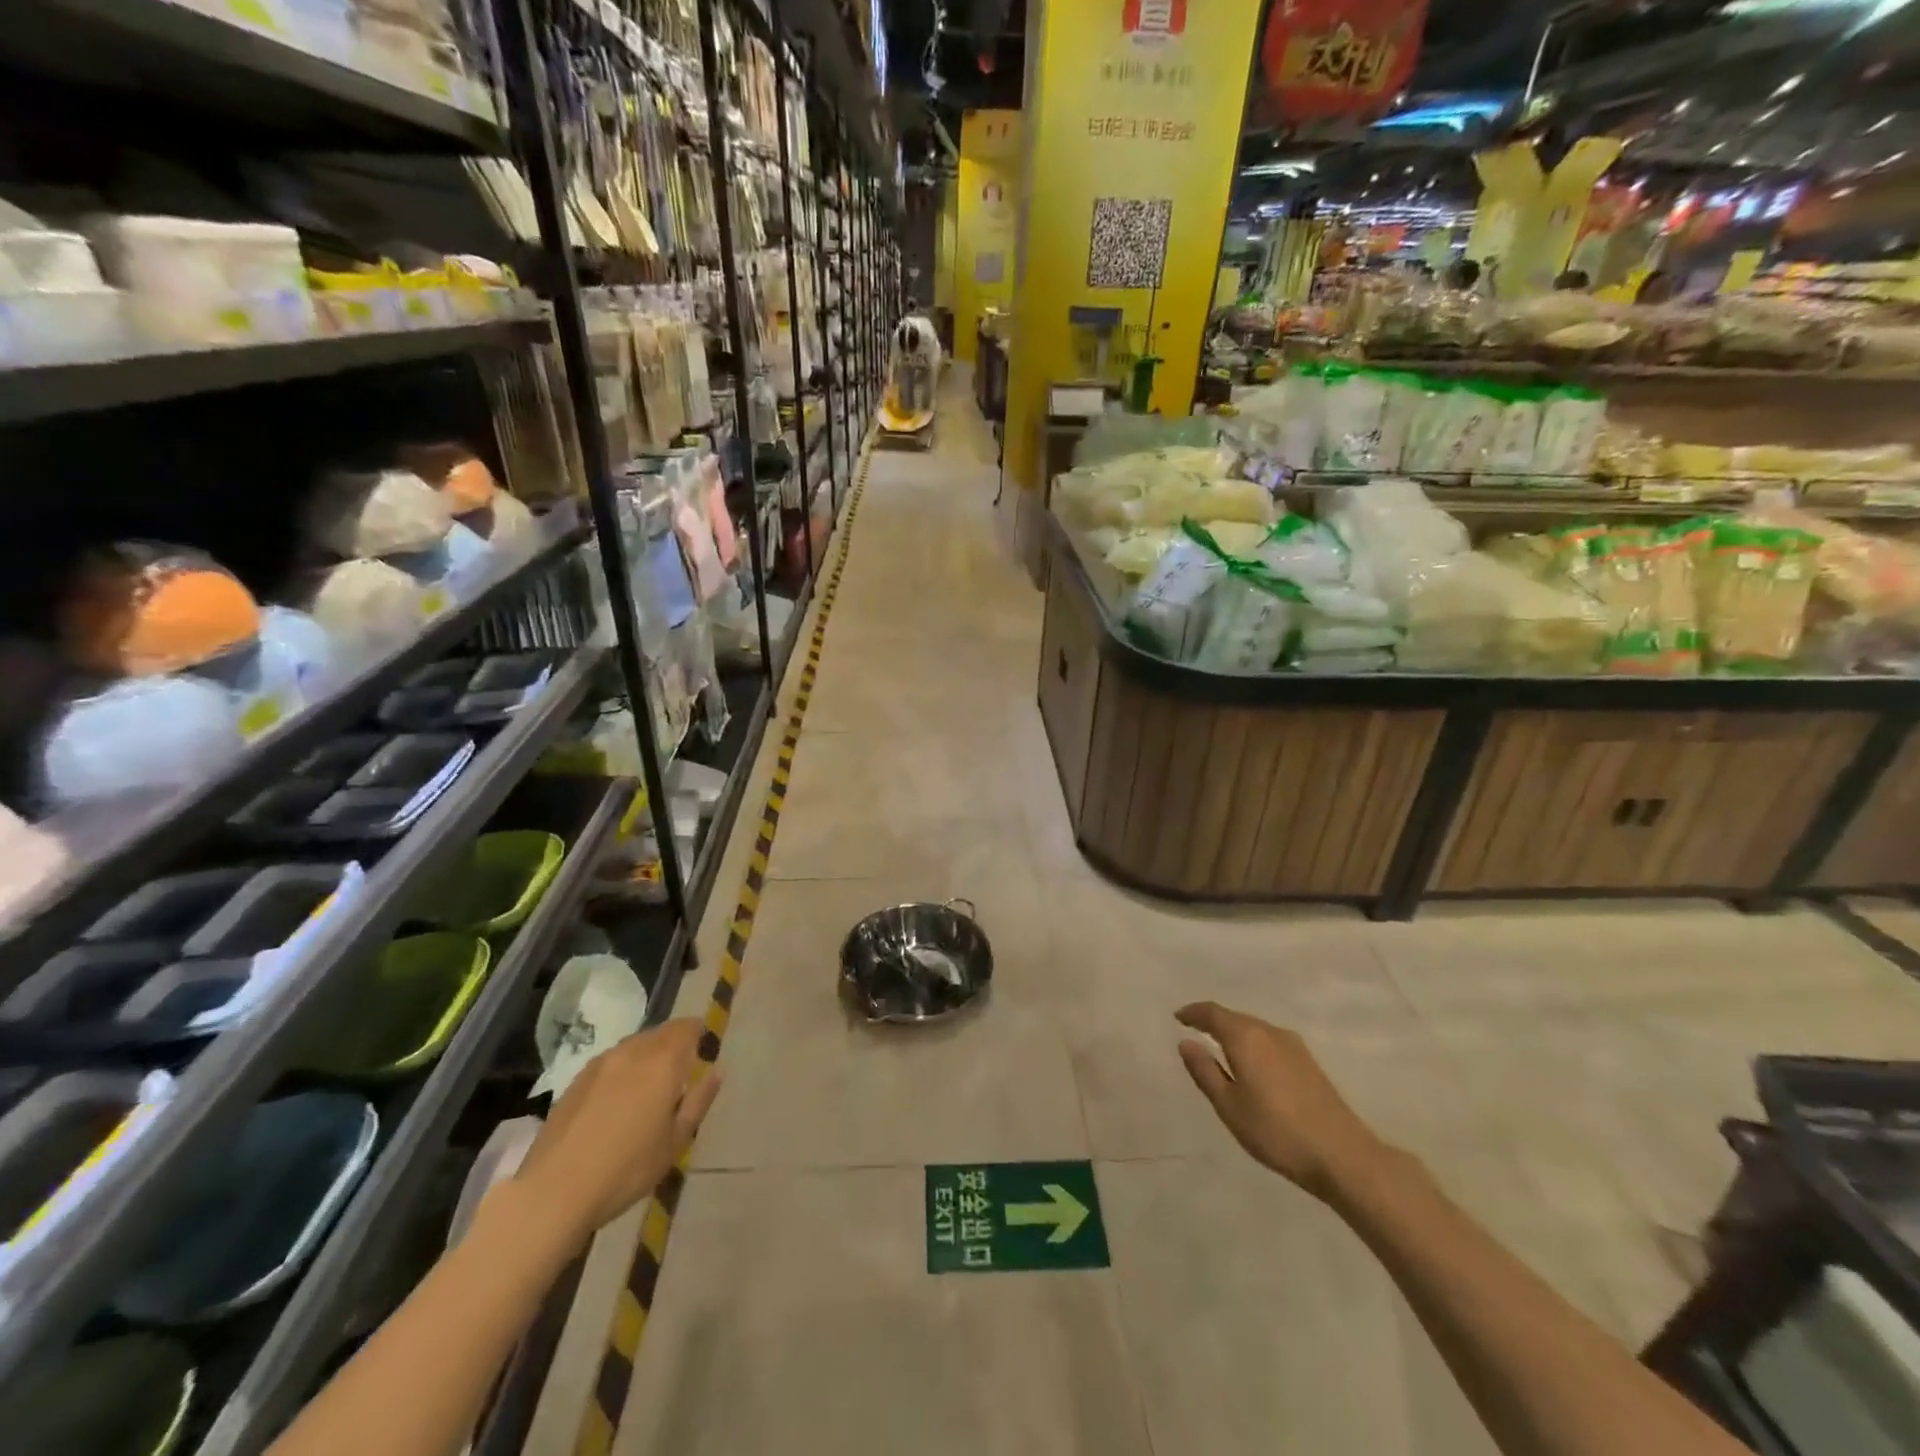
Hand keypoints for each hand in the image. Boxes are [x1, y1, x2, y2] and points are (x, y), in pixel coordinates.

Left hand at [512, 1019, 721, 1245]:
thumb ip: (699, 1101)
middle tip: (679, 1075)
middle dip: (674, 1045)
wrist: (554, 1192)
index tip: (703, 1052)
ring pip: (634, 1045)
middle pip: (661, 1032)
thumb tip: (716, 1071)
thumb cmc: (627, 1169)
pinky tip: (616, 1102)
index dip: (699, 1034)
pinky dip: (622, 1071)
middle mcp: (633, 1051)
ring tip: (647, 1089)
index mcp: (663, 1061)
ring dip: (647, 1056)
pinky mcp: (576, 1080)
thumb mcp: (675, 1142)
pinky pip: (610, 1062)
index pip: (688, 1027)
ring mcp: (600, 1063)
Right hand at [1176, 1002, 1384, 1200]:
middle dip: (1213, 1022)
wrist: (1343, 1156)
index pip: (1212, 1013)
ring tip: (1220, 1048)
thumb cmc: (1276, 1131)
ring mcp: (1293, 1046)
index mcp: (1246, 1037)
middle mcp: (1269, 1032)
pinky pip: (1270, 1041)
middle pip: (1235, 1018)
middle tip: (1195, 1031)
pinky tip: (1252, 1065)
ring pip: (1255, 1029)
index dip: (1193, 1013)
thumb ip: (1204, 1071)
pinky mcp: (1309, 1062)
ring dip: (1235, 1033)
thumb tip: (1186, 1043)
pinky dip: (1253, 1044)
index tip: (1178, 1017)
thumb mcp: (1229, 1106)